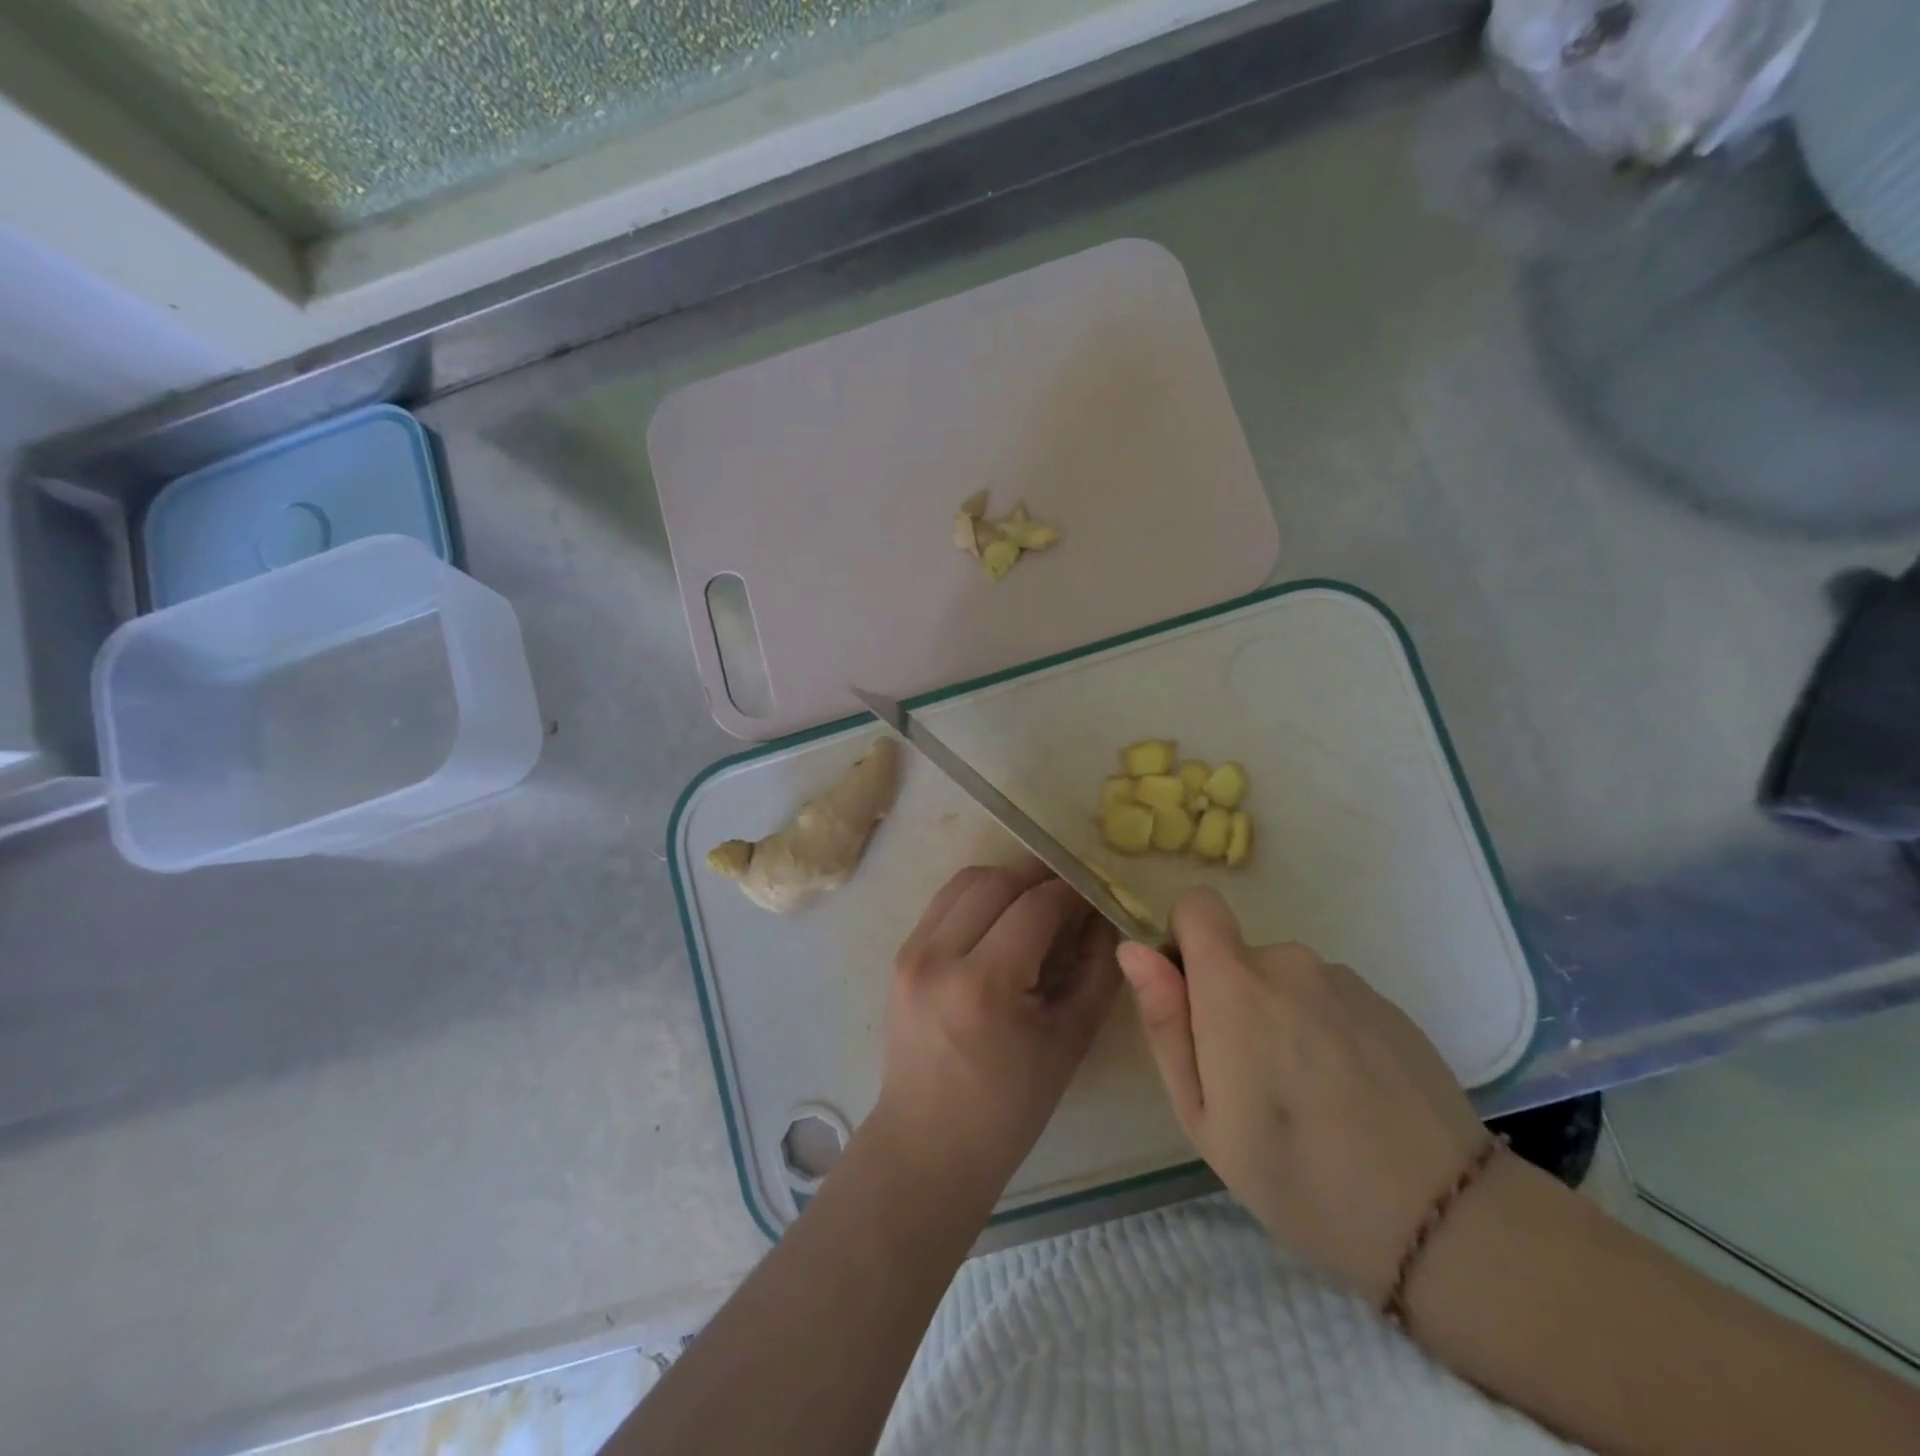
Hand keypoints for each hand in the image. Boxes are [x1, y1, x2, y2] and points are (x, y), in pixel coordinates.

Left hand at [874, 860, 1120, 1198]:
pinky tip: (1001, 920)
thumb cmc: (1009, 1107)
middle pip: (997, 881)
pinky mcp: (900, 955)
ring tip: (1037, 903)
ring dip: (1006, 881)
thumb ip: (1096, 971)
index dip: (1072, 893)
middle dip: (1040, 878)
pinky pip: (944, 903)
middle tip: (1070, 895)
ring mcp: (911, 952)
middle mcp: (939, 956)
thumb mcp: (1070, 1041)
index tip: (1095, 896)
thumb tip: (1105, 917)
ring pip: (966, 881)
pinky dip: (978, 898)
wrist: (929, 1143)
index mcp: (983, 985)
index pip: (1036, 906)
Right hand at [1116, 887, 1484, 1301]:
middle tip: (1252, 1083)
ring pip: (1286, 983)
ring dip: (1282, 1020)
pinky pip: (1330, 1000)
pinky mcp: (1386, 1004)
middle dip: (1233, 1002)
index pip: (1197, 906)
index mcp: (1235, 983)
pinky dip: (1325, 1032)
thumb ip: (1164, 1023)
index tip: (1193, 1002)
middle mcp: (1289, 962)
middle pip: (1239, 957)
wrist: (1442, 1219)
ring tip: (1308, 1098)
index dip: (1184, 942)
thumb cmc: (1295, 1173)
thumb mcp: (1201, 1115)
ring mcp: (1344, 981)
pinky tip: (1350, 1096)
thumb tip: (1132, 949)